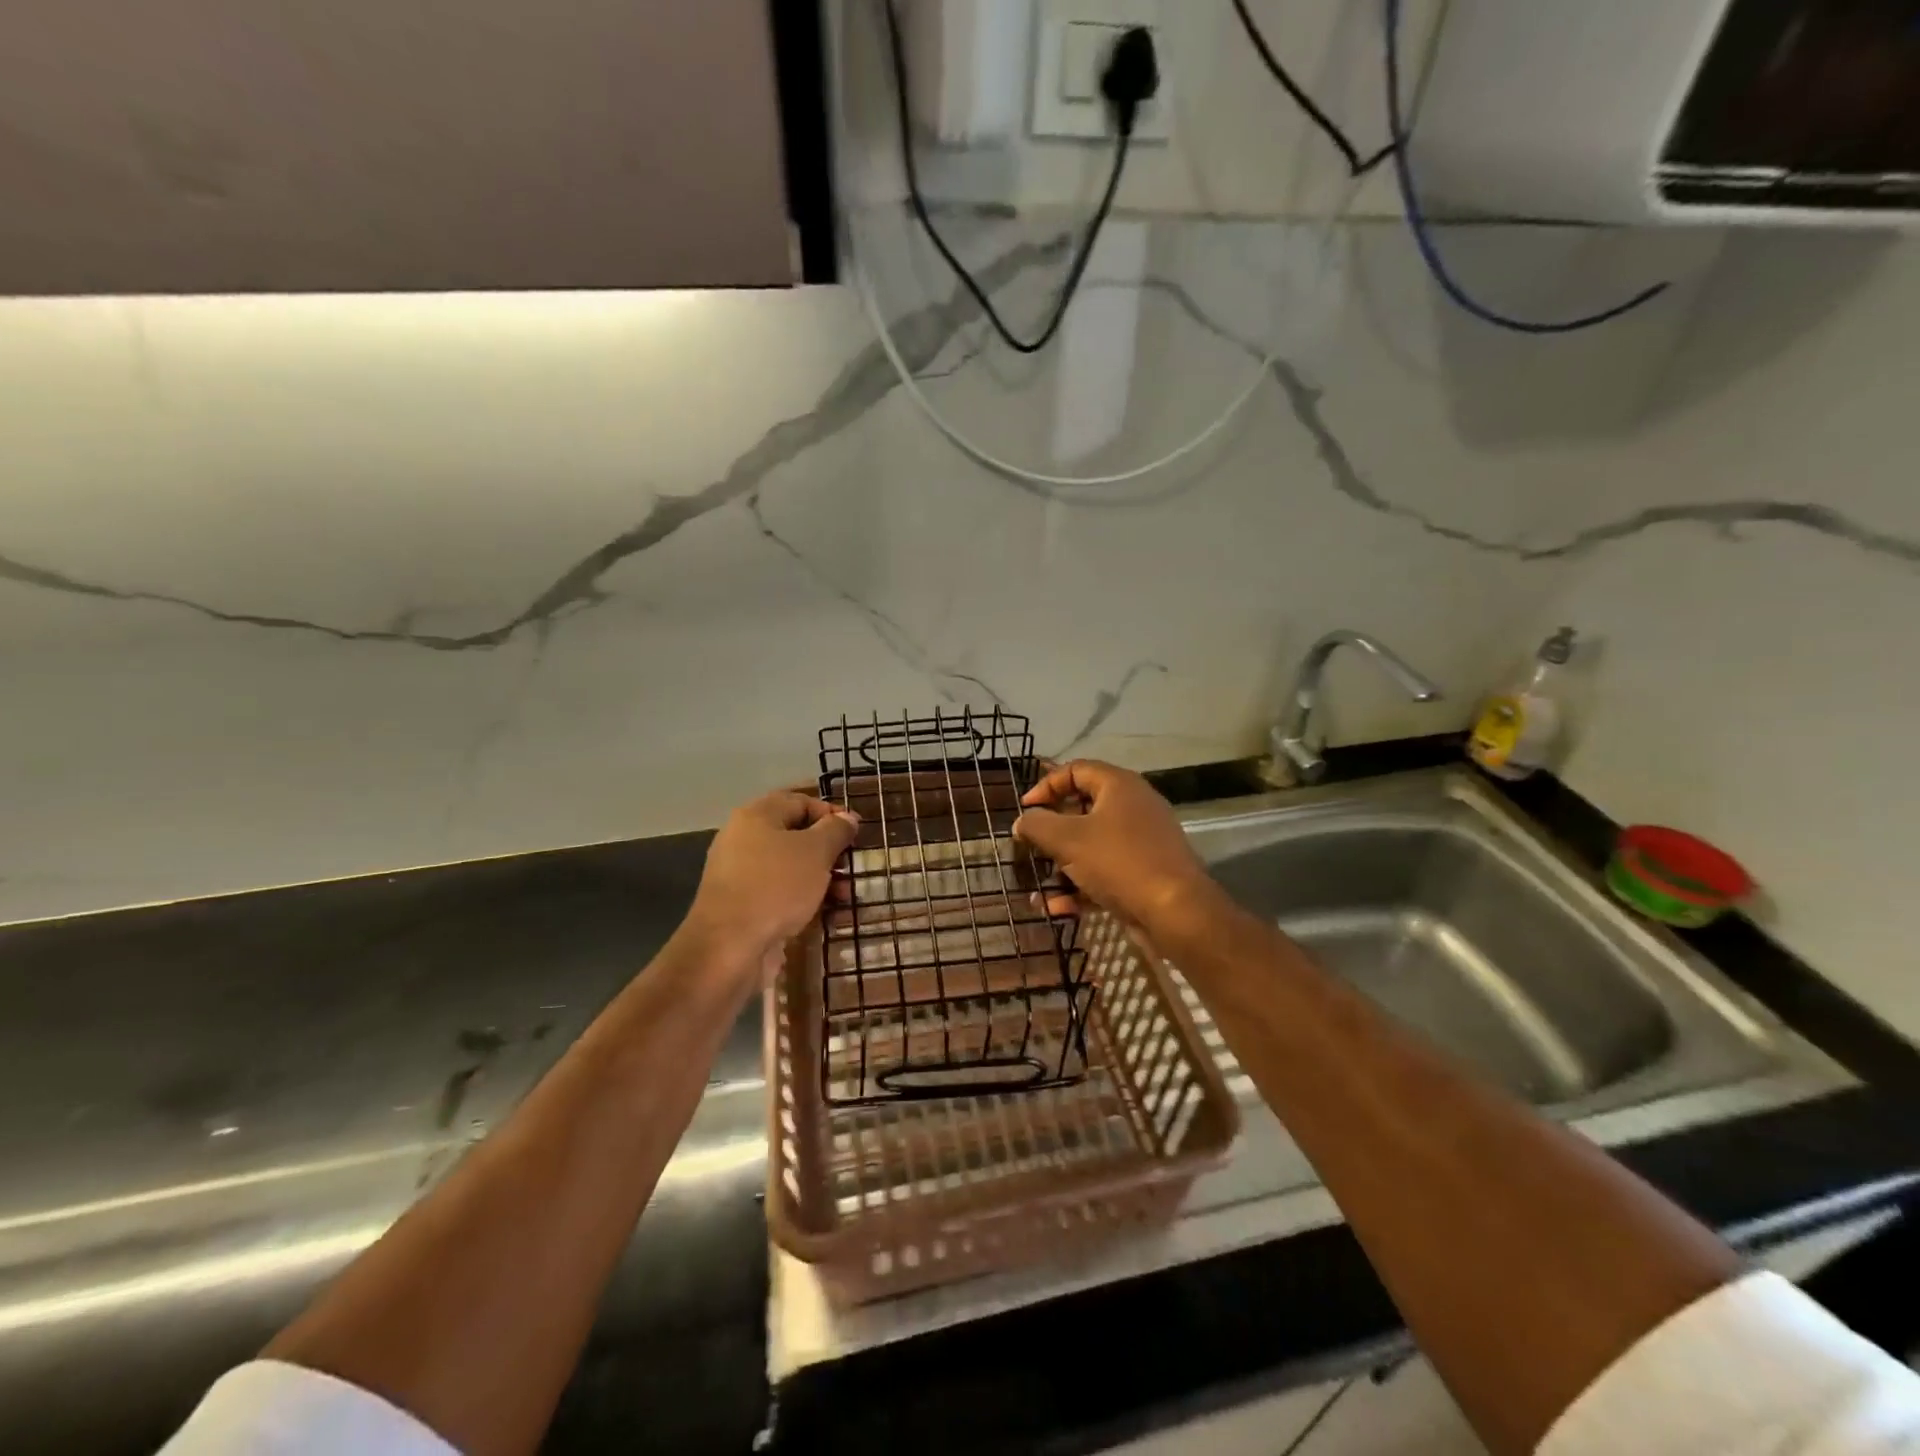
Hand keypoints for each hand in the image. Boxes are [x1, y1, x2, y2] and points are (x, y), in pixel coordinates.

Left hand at [682, 790, 859, 981]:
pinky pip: (781, 893)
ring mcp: (742, 875)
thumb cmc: (776, 887)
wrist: (728, 947)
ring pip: (790, 868)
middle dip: (828, 851)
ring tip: (846, 896)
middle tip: (852, 866)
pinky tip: (828, 915)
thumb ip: (836, 830)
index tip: (856, 833)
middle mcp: (744, 840)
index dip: (831, 813)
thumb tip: (848, 817)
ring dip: (822, 879)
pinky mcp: (744, 906)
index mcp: (757, 816)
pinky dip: (805, 900)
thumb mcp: (816, 852)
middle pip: (796, 835)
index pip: (801, 801)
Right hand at [1014, 761, 1212, 930]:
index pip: (1076, 770)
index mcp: (1119, 786)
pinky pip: (1104, 873)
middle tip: (1031, 847)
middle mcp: (1133, 807)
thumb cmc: (1118, 862)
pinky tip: (1056, 908)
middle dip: (1051, 832)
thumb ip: (1037, 826)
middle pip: (1082, 810)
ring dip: (1061, 866)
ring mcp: (1141, 842)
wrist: (1176, 912)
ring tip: (1038, 887)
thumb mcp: (1068, 840)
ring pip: (1091, 846)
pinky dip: (1080, 887)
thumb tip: (1022, 822)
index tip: (1024, 810)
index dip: (1046, 786)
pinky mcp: (1144, 873)